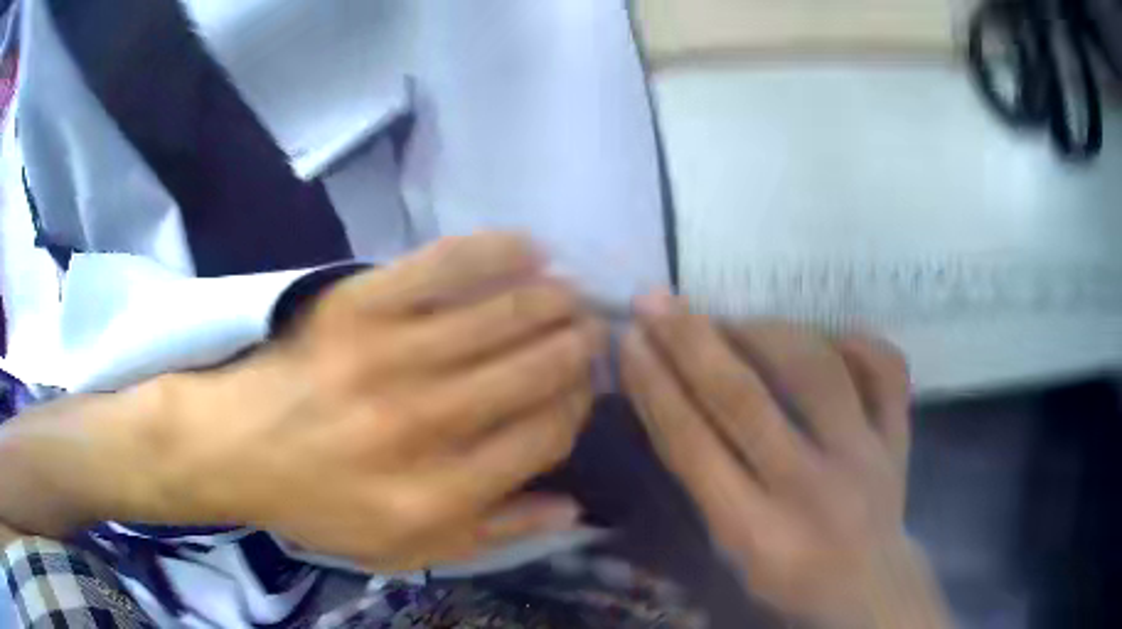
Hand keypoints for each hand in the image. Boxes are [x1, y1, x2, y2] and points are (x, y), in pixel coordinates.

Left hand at [156, 234, 606, 570]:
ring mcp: (389, 356)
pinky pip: (442, 266)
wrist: (237, 446)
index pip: (545, 436)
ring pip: (502, 316)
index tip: (581, 390)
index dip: (576, 406)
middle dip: (579, 347)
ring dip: (553, 300)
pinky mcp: (359, 305)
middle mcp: (424, 424)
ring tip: (573, 293)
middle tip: (593, 331)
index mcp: (439, 493)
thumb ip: (494, 532)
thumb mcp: (406, 549)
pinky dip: (494, 252)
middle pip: (534, 372)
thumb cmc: (321, 505)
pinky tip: (530, 248)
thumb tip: (573, 506)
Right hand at [622, 294, 947, 626]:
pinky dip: (858, 341)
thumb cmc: (786, 574)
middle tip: (656, 301)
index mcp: (756, 532)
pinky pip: (887, 371)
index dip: (655, 387)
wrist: (867, 587)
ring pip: (816, 370)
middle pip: (744, 400)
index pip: (693, 446)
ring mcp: (865, 457)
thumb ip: (704, 479)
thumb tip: (666, 396)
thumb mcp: (730, 547)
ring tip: (733, 321)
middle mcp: (812, 488)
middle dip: (690, 341)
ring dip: (764, 331)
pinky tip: (828, 336)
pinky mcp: (898, 438)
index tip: (629, 339)